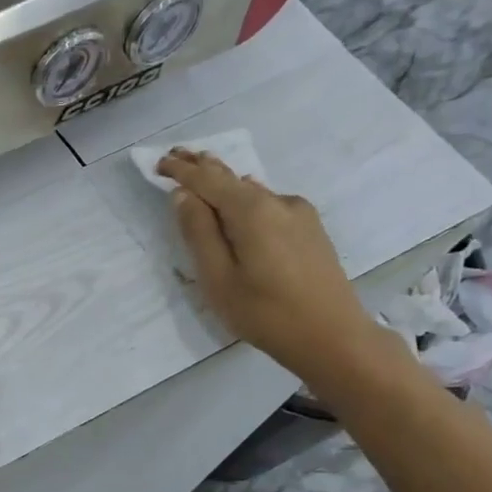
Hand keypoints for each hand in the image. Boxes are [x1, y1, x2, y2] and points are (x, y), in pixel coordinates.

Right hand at [156, 147, 381, 383]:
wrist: (333, 337)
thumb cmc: (265, 313)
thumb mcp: (218, 279)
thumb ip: (199, 233)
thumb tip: (184, 195)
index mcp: (252, 211)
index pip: (208, 180)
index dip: (182, 171)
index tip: (159, 163)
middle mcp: (278, 202)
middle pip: (233, 178)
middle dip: (203, 166)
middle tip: (177, 155)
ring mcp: (299, 214)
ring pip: (253, 191)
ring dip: (225, 183)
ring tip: (203, 175)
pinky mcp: (310, 229)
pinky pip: (269, 204)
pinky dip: (246, 200)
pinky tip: (240, 205)